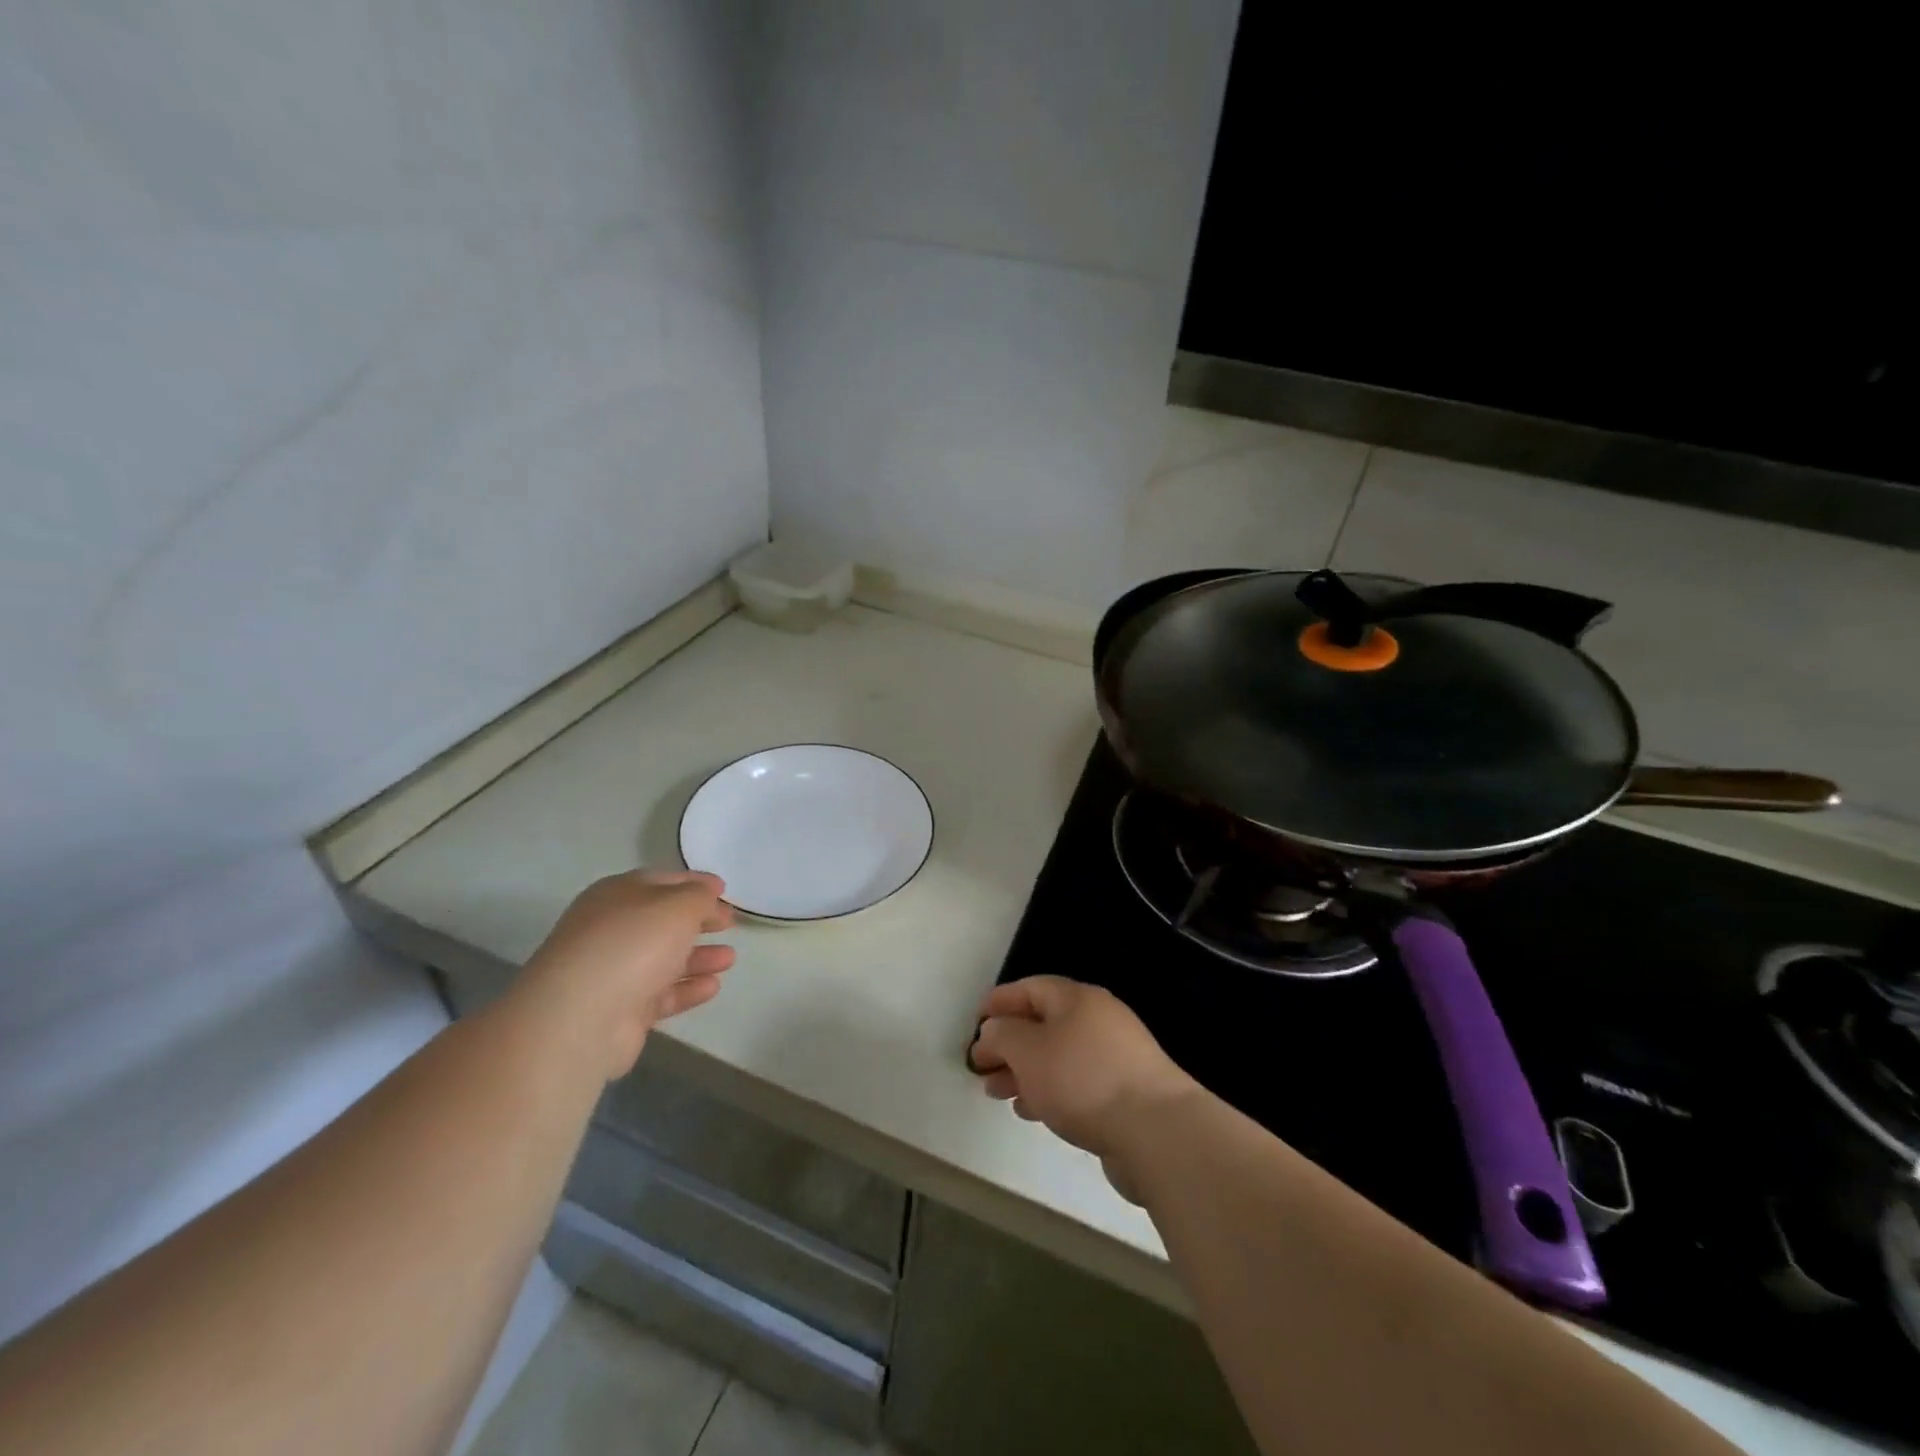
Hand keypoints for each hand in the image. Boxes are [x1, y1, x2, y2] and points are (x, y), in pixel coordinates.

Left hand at [518, 869, 734, 1078]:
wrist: (580, 1018)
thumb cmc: (632, 945)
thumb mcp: (678, 906)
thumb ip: (700, 896)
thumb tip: (709, 892)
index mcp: (617, 895)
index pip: (662, 881)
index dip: (695, 883)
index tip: (725, 889)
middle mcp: (612, 930)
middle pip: (663, 921)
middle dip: (698, 922)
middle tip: (730, 924)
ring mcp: (614, 972)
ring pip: (664, 959)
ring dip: (699, 957)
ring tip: (730, 959)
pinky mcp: (620, 1011)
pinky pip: (661, 994)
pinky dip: (687, 989)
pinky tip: (713, 986)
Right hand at [969, 976, 1199, 1200]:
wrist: (1156, 1131)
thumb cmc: (1083, 1079)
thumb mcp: (1029, 1051)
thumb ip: (1003, 1035)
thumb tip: (994, 1030)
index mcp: (1077, 998)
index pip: (1031, 988)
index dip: (1000, 1001)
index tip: (975, 1021)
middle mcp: (1098, 1019)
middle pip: (1044, 1023)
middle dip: (1008, 1043)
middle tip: (980, 1066)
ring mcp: (1115, 1057)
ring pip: (1058, 1056)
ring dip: (1025, 1071)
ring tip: (997, 1093)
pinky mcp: (1124, 1093)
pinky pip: (1076, 1083)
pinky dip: (1049, 1091)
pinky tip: (1031, 1111)